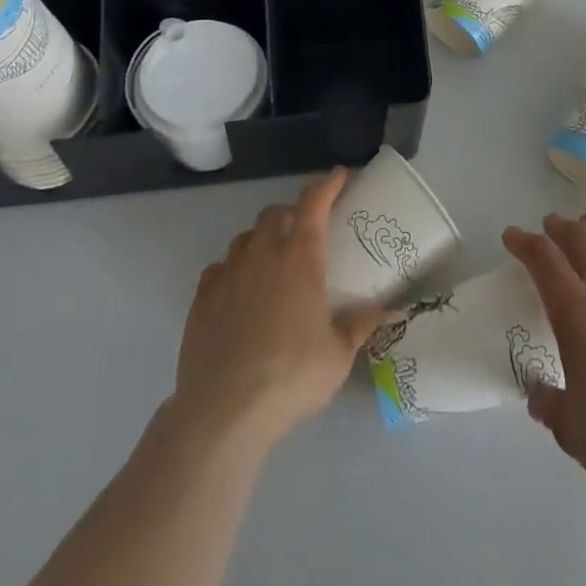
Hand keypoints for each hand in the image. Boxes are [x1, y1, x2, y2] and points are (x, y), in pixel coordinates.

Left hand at [173, 169, 389, 446]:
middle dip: (291, 214)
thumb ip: (359, 325)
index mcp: (300, 256)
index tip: (340, 175)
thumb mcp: (338, 355)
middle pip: (275, 213)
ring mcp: (228, 272)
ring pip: (245, 238)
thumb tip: (384, 310)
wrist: (223, 409)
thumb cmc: (290, 375)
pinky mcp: (201, 297)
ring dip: (261, 241)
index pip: (314, 201)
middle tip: (305, 233)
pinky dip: (233, 270)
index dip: (328, 184)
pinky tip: (239, 292)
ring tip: (272, 264)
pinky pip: (220, 268)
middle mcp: (262, 252)